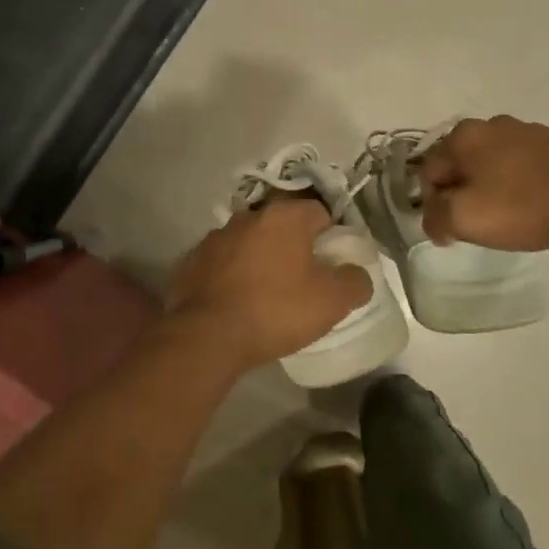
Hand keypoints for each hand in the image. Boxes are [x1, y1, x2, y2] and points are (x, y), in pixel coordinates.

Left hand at [166, 200, 373, 369]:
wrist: (207, 335)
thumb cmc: (276, 310)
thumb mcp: (332, 302)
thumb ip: (355, 282)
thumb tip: (357, 274)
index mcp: (284, 217)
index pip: (319, 212)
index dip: (331, 236)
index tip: (332, 263)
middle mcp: (248, 216)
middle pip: (281, 226)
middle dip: (293, 246)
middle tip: (303, 279)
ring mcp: (215, 237)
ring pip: (249, 242)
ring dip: (260, 259)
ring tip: (267, 294)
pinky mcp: (192, 260)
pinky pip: (222, 262)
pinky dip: (232, 275)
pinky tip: (236, 301)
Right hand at [418, 116, 548, 251]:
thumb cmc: (523, 206)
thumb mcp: (464, 220)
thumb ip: (434, 218)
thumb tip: (434, 219)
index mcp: (462, 136)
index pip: (428, 172)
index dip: (433, 204)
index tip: (452, 229)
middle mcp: (489, 124)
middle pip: (459, 164)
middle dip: (462, 192)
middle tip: (478, 222)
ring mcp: (526, 130)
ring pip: (491, 163)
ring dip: (491, 186)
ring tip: (508, 214)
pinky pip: (522, 164)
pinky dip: (519, 182)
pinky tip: (532, 203)